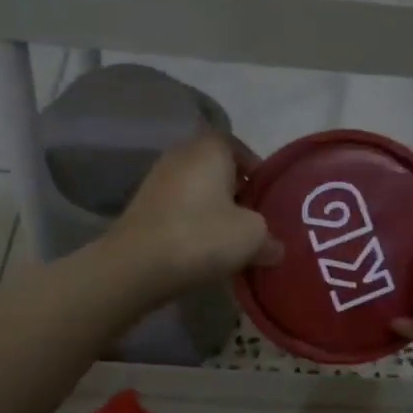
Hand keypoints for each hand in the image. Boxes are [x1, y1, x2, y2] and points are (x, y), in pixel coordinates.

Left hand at [105, 132, 282, 301]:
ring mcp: (157, 180)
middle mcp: (181, 155)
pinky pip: (178, 209)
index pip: (239, 147)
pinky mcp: (142, 207)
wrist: (137, 265)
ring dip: (213, 211)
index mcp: (210, 148)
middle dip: (236, 193)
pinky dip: (192, 223)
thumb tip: (275, 248)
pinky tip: (201, 249)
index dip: (256, 172)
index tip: (266, 200)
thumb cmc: (202, 237)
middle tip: (253, 222)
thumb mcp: (252, 238)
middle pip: (217, 169)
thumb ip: (269, 239)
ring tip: (229, 240)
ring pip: (197, 191)